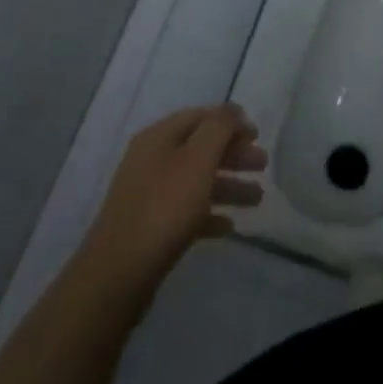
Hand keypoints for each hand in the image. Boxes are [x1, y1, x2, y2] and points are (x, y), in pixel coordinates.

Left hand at [79, 105, 266, 293]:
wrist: (119, 273)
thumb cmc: (164, 207)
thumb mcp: (197, 159)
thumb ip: (219, 129)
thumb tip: (232, 110)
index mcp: (159, 137)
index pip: (200, 117)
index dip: (230, 122)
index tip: (258, 134)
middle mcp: (151, 160)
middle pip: (200, 149)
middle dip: (233, 155)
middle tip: (263, 165)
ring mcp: (149, 195)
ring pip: (196, 181)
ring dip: (228, 186)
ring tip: (258, 199)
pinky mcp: (150, 227)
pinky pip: (186, 212)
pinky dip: (210, 214)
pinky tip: (229, 227)